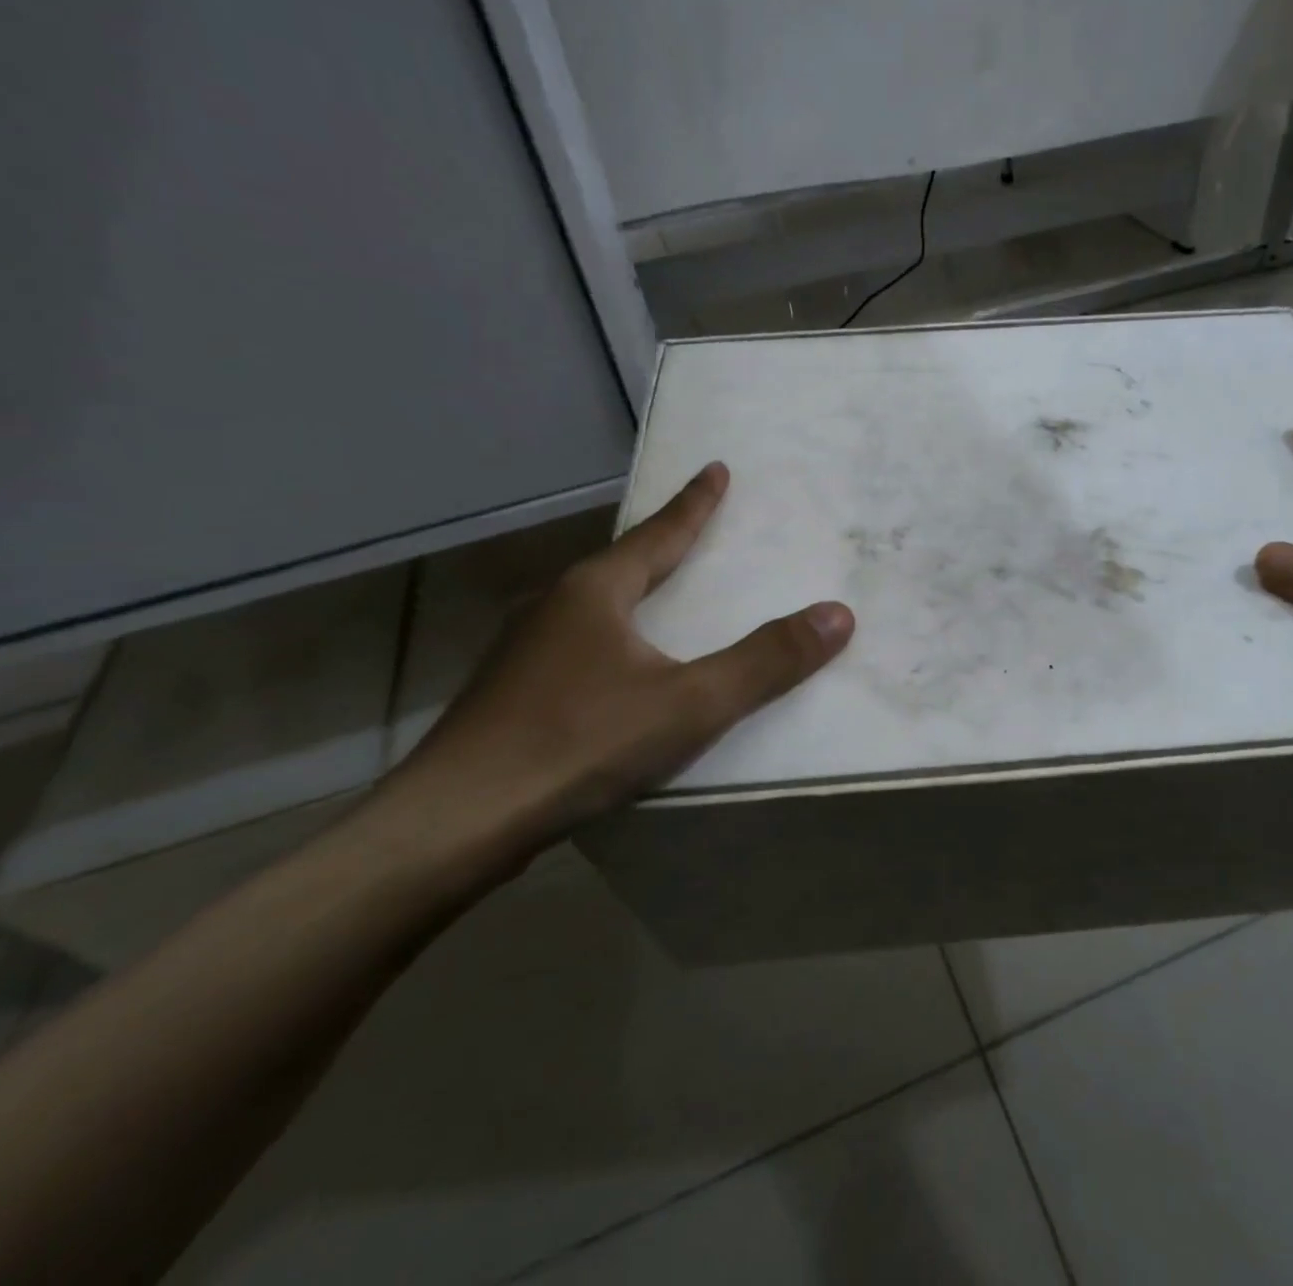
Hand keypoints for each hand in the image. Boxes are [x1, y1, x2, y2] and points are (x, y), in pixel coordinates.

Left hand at [386, 462, 853, 860]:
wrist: (454, 823)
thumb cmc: (579, 744)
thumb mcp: (690, 704)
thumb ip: (765, 661)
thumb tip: (838, 614)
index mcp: (595, 592)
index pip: (658, 533)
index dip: (694, 504)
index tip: (716, 469)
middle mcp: (554, 607)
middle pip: (622, 564)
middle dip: (662, 546)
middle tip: (696, 531)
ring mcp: (524, 651)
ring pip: (593, 608)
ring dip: (632, 594)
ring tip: (660, 597)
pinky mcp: (510, 695)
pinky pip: (576, 647)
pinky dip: (611, 640)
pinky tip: (616, 670)